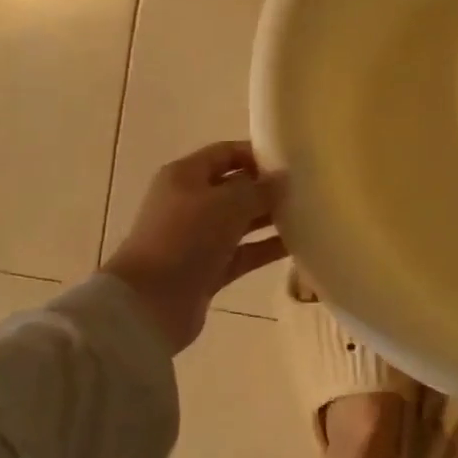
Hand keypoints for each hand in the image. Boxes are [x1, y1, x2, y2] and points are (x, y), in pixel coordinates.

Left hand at [103, 141, 286, 350]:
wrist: (150, 303)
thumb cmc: (185, 238)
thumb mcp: (227, 204)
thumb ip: (259, 189)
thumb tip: (281, 180)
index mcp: (186, 176)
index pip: (226, 153)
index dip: (258, 154)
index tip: (292, 162)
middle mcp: (190, 202)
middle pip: (235, 188)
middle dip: (268, 188)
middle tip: (305, 191)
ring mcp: (198, 238)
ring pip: (241, 221)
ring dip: (270, 219)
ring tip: (308, 216)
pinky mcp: (208, 268)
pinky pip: (244, 252)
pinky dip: (266, 248)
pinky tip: (298, 246)